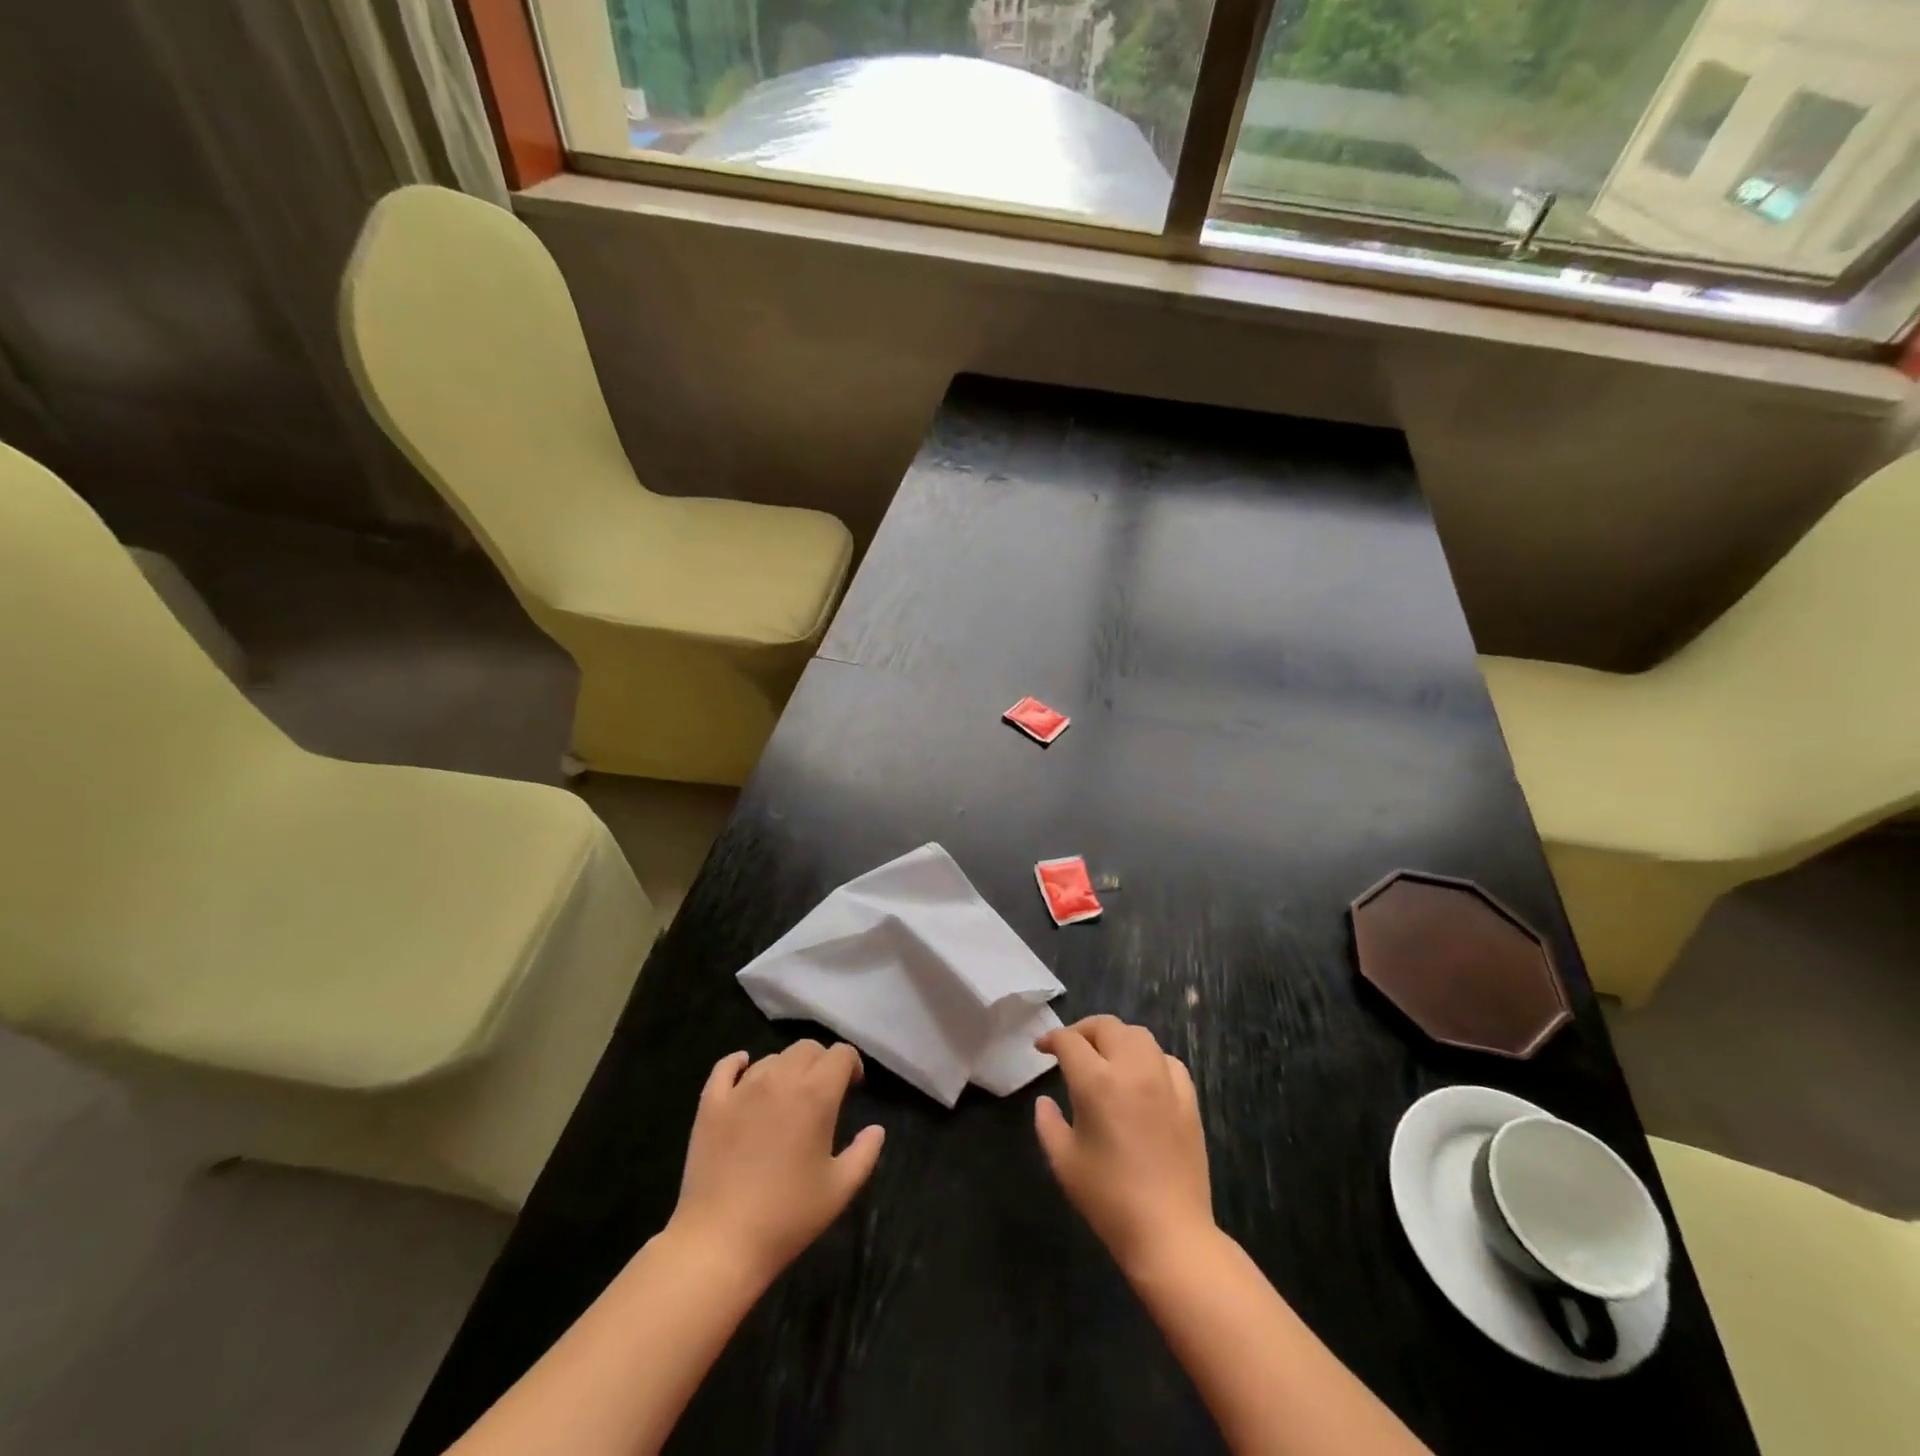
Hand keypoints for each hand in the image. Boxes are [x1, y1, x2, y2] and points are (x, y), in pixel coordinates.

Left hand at [667, 1041, 884, 1284]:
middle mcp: (780, 1079)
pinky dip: (738, 1063)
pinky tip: (744, 1070)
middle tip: (823, 1093)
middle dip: (821, 1062)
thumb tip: (876, 1129)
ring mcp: (742, 1089)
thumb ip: (865, 1153)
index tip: (853, 1087)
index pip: (841, 1054)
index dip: (852, 1065)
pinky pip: (726, 1067)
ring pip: (772, 1058)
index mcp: (816, 1095)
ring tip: (787, 1098)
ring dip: (786, 1069)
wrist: (720, 1242)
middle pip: (807, 1048)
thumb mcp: (840, 1190)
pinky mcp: (711, 1103)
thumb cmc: (787, 1217)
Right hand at [1034, 1016, 1213, 1278]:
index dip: (1051, 1039)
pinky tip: (1142, 1077)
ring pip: (1139, 1035)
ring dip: (1117, 1038)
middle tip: (1070, 1049)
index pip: (1070, 1041)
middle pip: (1106, 1026)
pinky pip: (1167, 1060)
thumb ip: (1048, 1123)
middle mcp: (1132, 1069)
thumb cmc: (1108, 1199)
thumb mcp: (1064, 1161)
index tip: (1041, 1049)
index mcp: (1097, 1081)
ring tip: (1105, 1056)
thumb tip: (1045, 1101)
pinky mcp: (1189, 1099)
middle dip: (1083, 1031)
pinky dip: (1149, 1058)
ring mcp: (1165, 1081)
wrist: (1169, 1233)